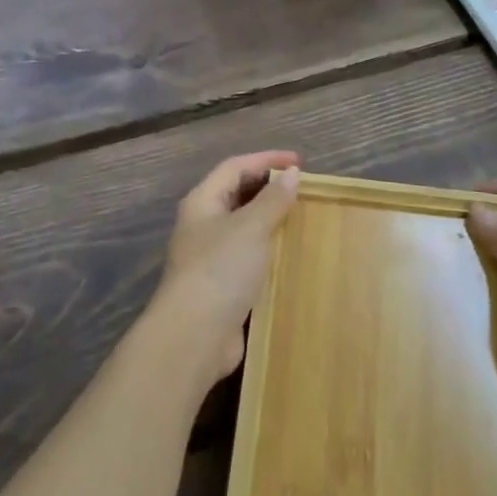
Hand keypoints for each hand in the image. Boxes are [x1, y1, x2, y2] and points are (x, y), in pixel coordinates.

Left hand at [153, 151, 300, 385]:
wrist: (194, 335)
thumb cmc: (221, 269)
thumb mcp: (251, 227)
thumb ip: (273, 200)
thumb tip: (292, 174)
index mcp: (202, 201)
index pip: (235, 166)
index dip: (266, 159)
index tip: (300, 161)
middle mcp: (202, 224)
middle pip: (236, 193)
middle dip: (267, 186)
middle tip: (302, 187)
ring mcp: (210, 255)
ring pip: (242, 225)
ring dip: (269, 217)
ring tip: (300, 215)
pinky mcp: (221, 284)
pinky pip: (247, 253)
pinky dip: (267, 246)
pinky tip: (288, 252)